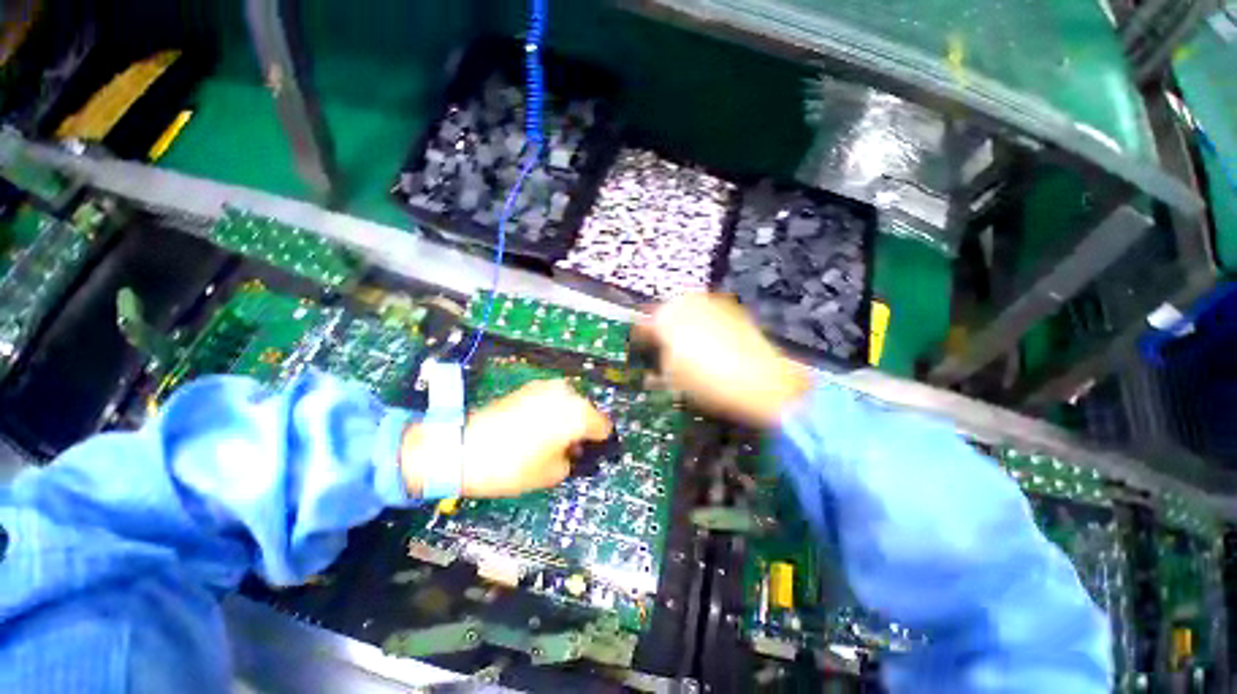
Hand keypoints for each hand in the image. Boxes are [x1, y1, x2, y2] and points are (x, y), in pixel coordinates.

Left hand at [402, 379, 611, 497]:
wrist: (464, 448)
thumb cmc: (513, 466)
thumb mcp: (553, 473)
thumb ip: (573, 459)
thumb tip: (574, 450)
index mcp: (578, 414)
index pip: (603, 426)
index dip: (600, 442)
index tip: (592, 452)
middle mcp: (566, 394)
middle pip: (587, 411)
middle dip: (583, 428)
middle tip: (570, 448)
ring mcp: (546, 387)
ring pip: (570, 402)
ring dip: (568, 417)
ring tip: (551, 438)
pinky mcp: (529, 387)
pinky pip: (551, 398)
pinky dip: (552, 410)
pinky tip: (537, 427)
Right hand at [637, 294, 809, 426]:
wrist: (762, 382)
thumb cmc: (708, 382)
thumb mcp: (673, 381)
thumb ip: (658, 370)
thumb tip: (653, 371)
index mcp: (665, 317)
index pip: (642, 325)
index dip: (640, 341)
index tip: (641, 352)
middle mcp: (687, 302)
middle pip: (665, 314)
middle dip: (663, 332)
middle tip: (665, 352)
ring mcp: (712, 302)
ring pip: (688, 312)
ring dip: (684, 327)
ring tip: (690, 350)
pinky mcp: (733, 309)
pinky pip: (709, 315)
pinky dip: (705, 326)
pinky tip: (712, 345)